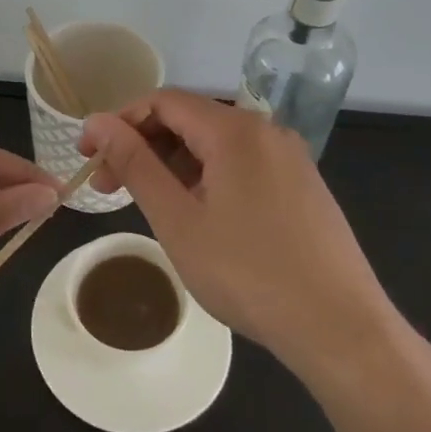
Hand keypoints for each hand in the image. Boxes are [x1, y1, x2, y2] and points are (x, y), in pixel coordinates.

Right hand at [80, 90, 407, 380]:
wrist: (341, 329)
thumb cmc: (248, 274)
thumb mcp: (177, 220)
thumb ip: (134, 164)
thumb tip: (96, 122)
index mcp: (235, 130)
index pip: (162, 102)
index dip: (119, 122)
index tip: (89, 157)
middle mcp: (265, 130)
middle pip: (189, 120)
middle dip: (143, 146)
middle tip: (110, 188)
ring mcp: (289, 158)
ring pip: (215, 145)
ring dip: (172, 164)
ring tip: (149, 205)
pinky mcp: (301, 185)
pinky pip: (241, 164)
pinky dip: (205, 178)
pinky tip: (195, 214)